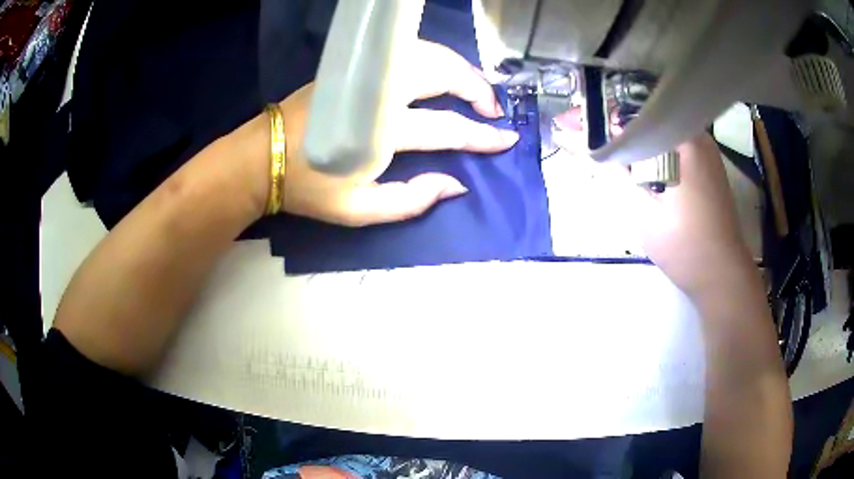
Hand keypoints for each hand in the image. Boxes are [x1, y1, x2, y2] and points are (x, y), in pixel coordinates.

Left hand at [276, 40, 519, 226]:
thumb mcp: (358, 210)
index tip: (506, 139)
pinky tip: (441, 73)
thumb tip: (455, 185)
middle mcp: (379, 93)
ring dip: (457, 68)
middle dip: (476, 87)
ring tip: (475, 88)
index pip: (446, 127)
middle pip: (440, 73)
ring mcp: (366, 74)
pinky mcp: (354, 68)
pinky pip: (404, 54)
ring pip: (425, 55)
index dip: (480, 135)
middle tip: (494, 107)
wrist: (263, 156)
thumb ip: (410, 200)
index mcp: (382, 131)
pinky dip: (432, 59)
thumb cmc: (309, 187)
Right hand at [553, 107, 755, 299]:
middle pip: (643, 116)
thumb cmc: (687, 248)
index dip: (595, 116)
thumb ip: (611, 173)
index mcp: (684, 139)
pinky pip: (668, 145)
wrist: (723, 277)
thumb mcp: (643, 213)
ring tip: (594, 145)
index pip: (630, 111)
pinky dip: (645, 149)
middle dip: (607, 123)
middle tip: (574, 132)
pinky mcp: (704, 166)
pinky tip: (628, 160)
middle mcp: (695, 135)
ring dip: (626, 136)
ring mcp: (703, 150)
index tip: (566, 123)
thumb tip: (575, 144)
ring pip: (655, 130)